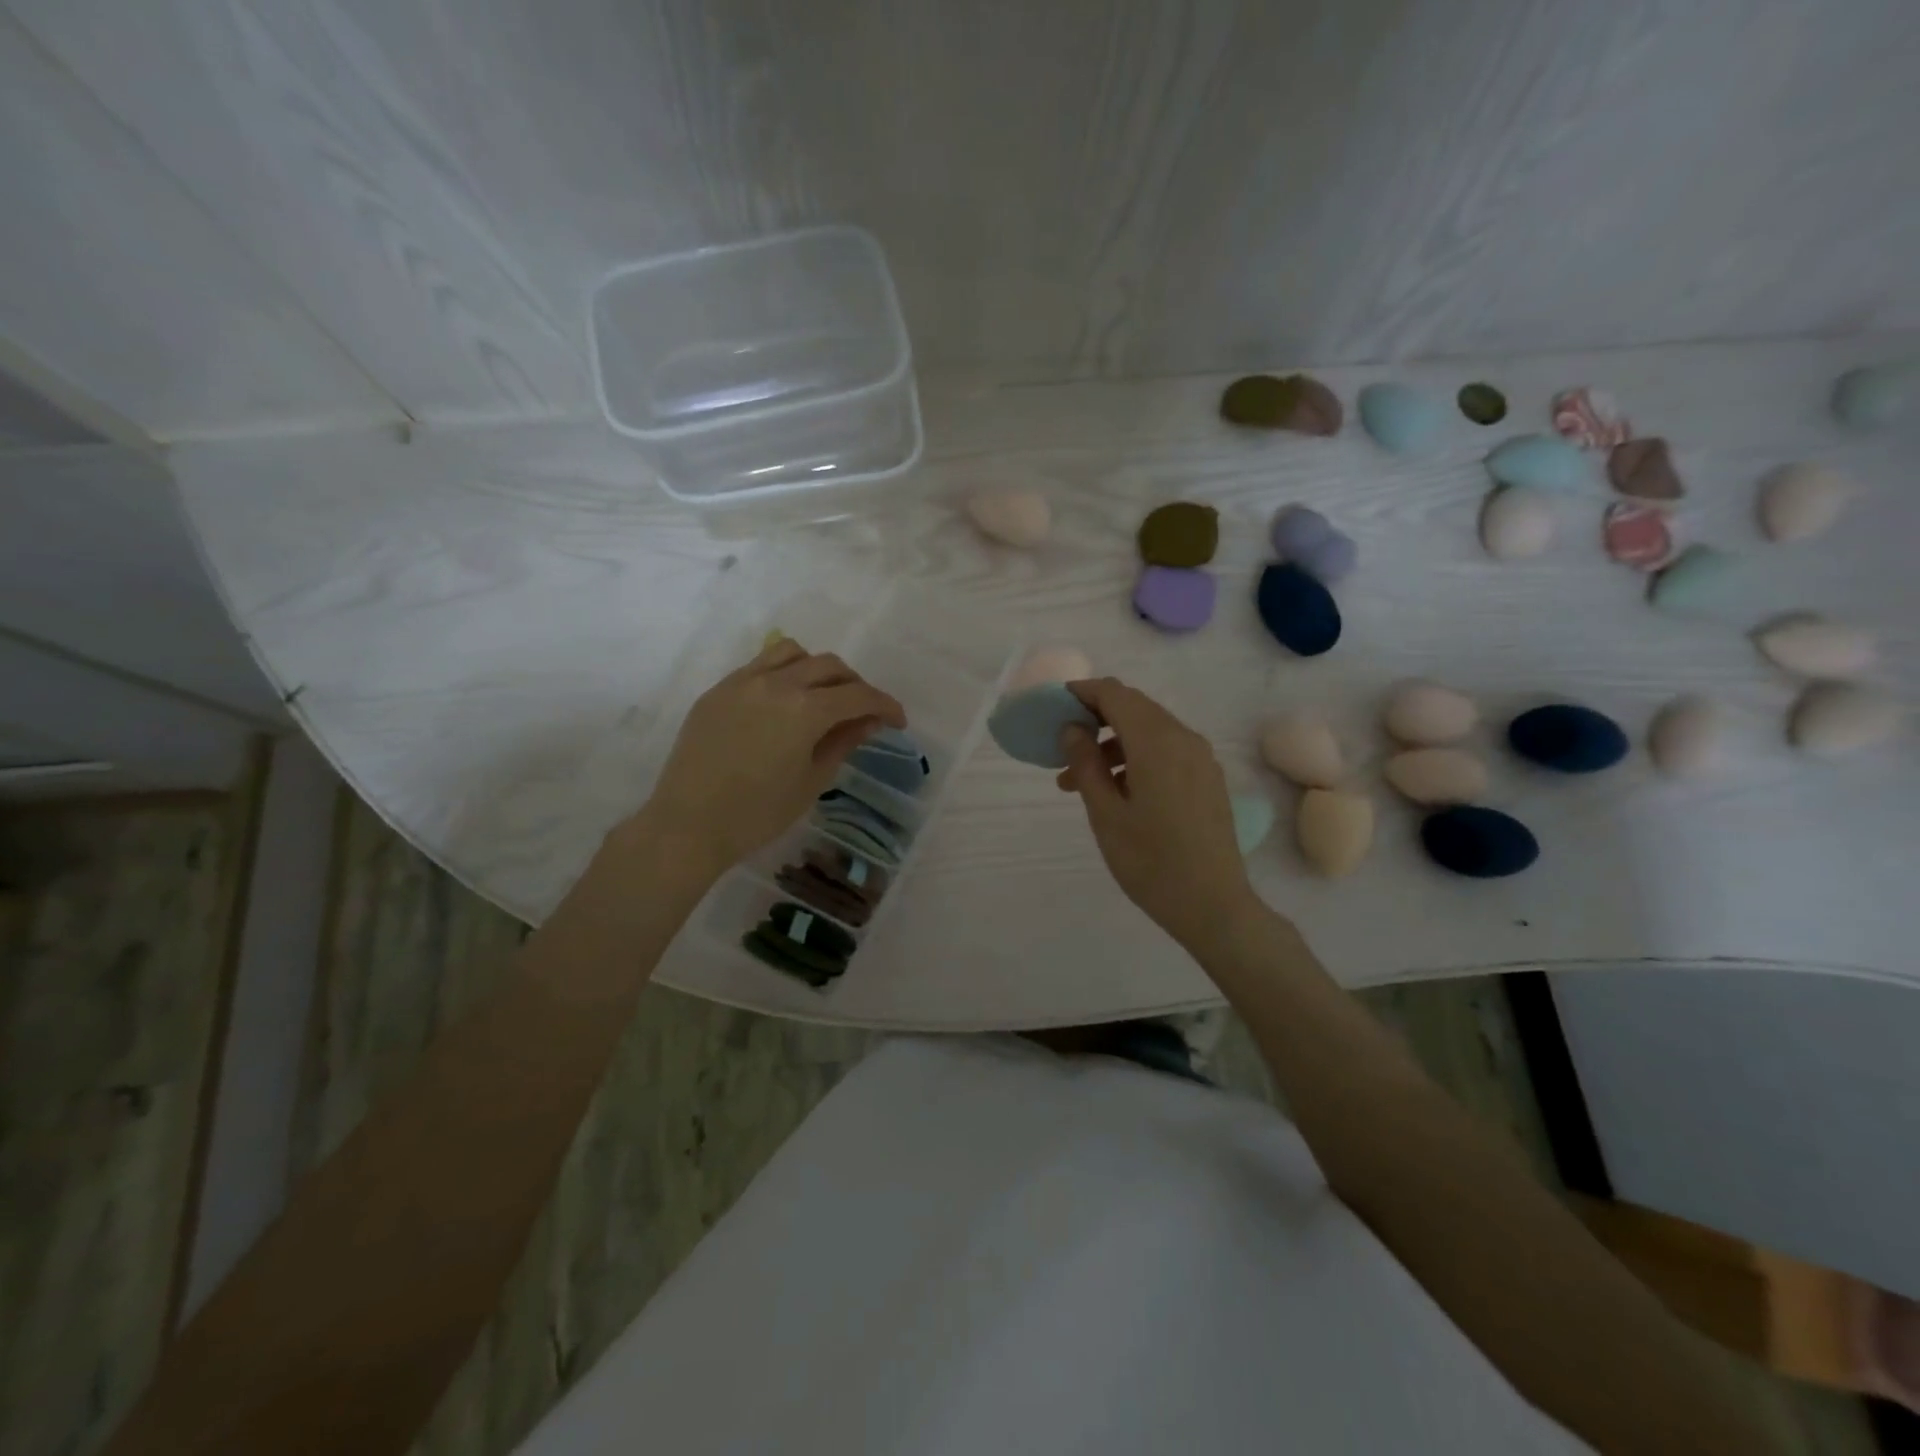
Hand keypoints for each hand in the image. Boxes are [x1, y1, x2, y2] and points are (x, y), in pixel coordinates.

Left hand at [630, 637, 905, 876]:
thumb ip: (843, 742)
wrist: (688, 825)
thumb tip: (868, 721)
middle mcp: (777, 683)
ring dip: (817, 669)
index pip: (859, 695)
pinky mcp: (719, 690)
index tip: (898, 721)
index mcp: (806, 709)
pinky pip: (759, 665)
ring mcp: (743, 681)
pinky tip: (783, 702)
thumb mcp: (812, 781)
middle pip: (830, 666)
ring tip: (821, 696)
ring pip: (793, 653)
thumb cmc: (758, 813)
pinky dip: (783, 673)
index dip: (885, 705)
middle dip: (855, 685)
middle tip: (863, 713)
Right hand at [1055, 677, 1258, 950]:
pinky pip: (1167, 750)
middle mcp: (1183, 738)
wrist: (1214, 905)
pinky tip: (1117, 790)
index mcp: (1156, 742)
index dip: (1082, 692)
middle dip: (1095, 718)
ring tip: (1079, 781)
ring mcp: (1201, 758)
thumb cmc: (1150, 862)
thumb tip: (1072, 728)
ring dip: (1113, 742)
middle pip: (1134, 707)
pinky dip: (1137, 756)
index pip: (1115, 694)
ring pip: (1149, 730)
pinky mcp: (1207, 778)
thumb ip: (1085, 763)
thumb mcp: (1106, 813)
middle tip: (1063, 747)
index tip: (1054, 707)